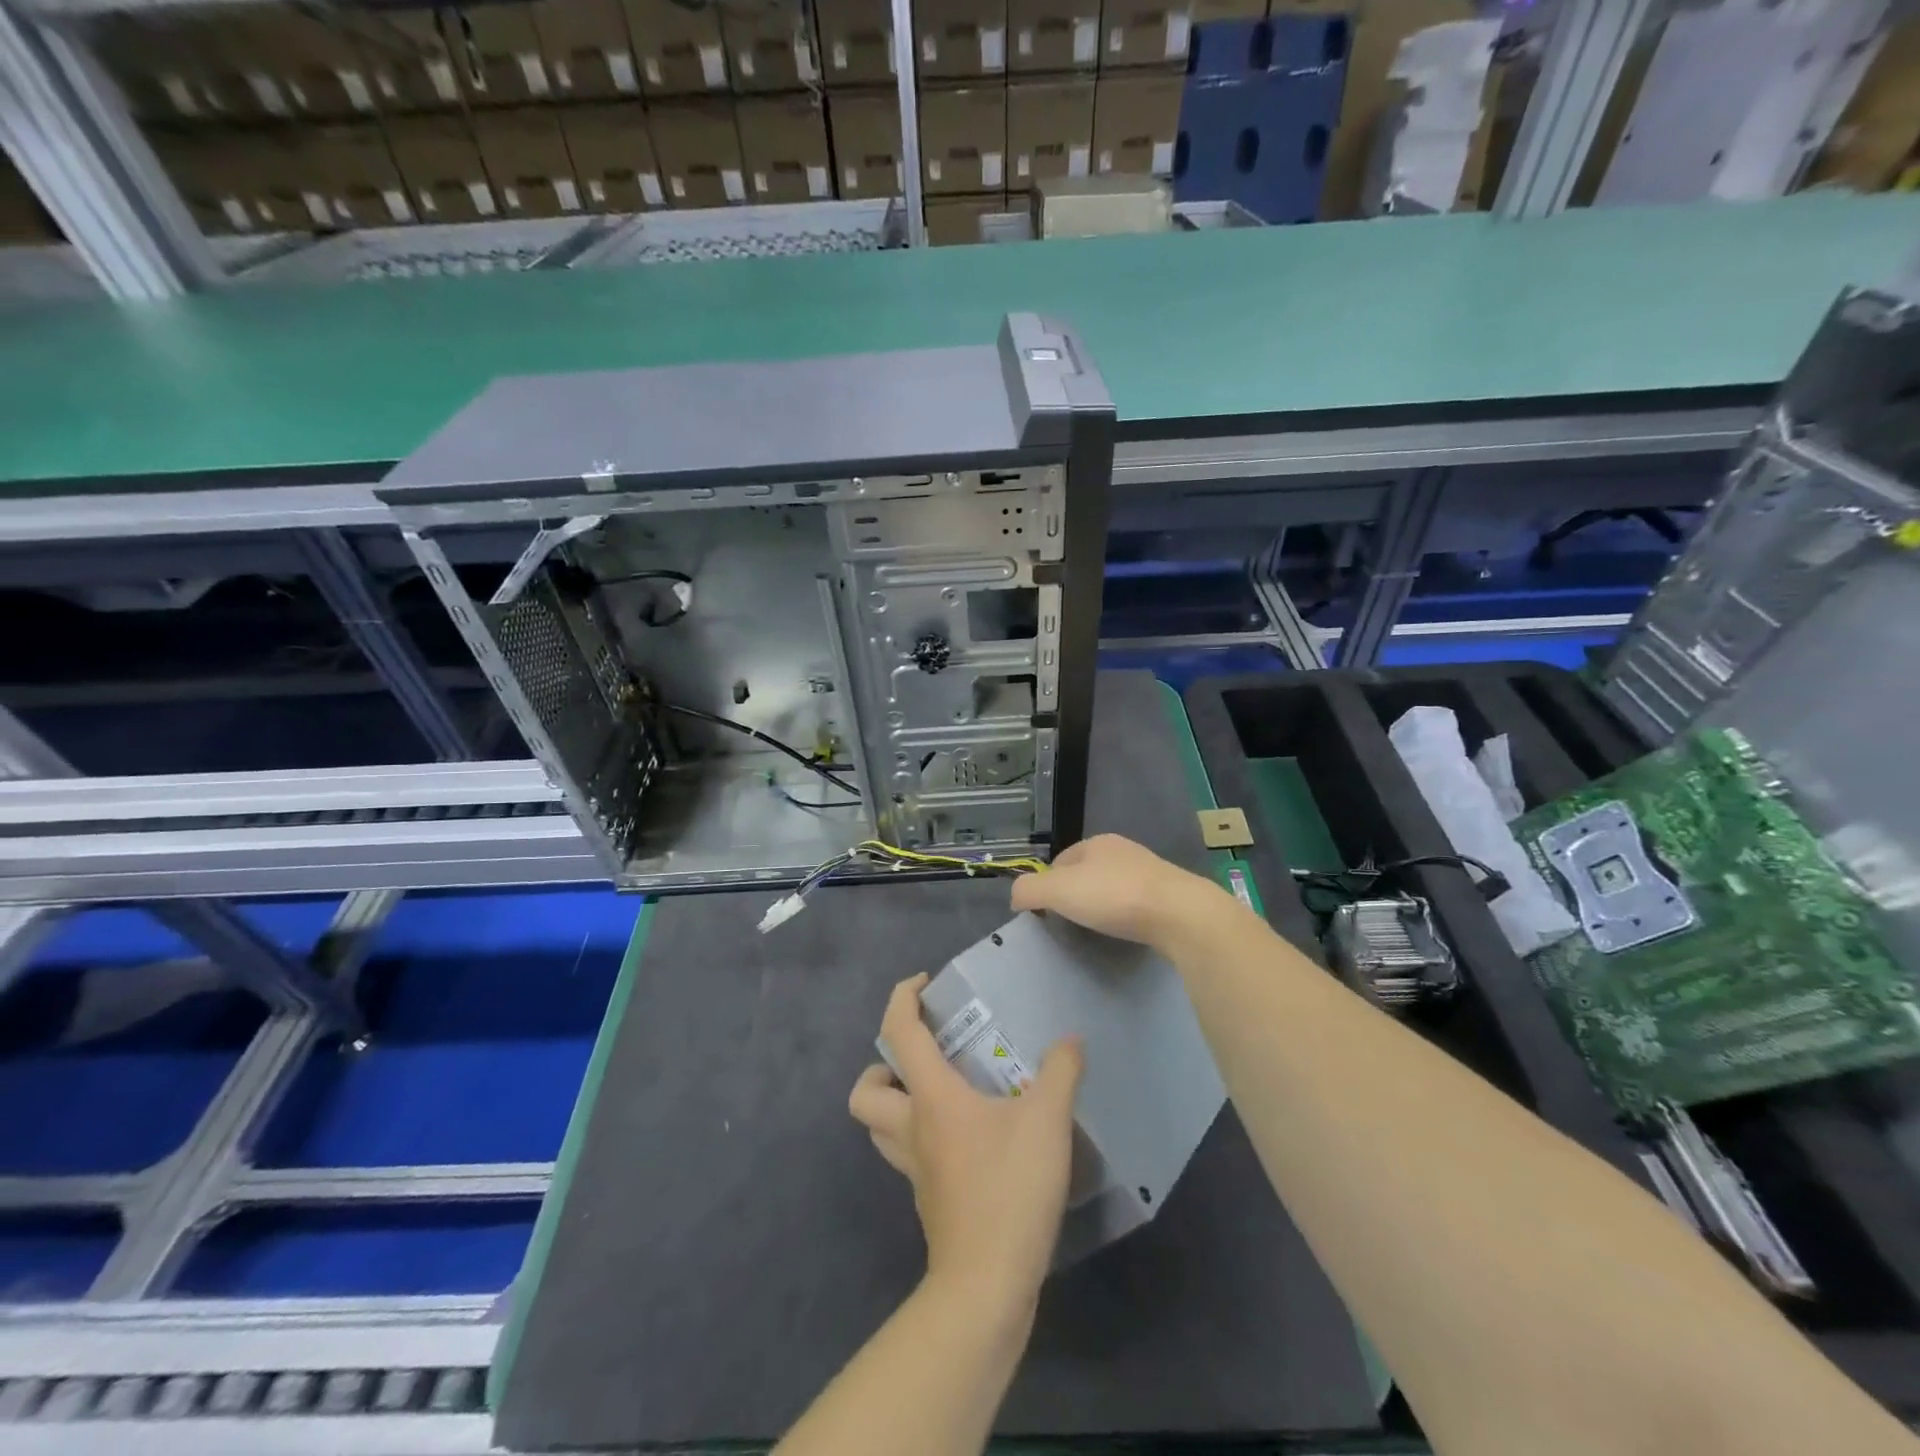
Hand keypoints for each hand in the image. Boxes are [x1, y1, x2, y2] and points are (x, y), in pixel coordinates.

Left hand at [849, 974, 1083, 1312]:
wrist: (988, 1284)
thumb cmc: (1009, 1188)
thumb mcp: (1047, 1121)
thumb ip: (1060, 1072)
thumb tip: (1070, 1040)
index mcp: (930, 1098)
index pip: (898, 1033)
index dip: (902, 999)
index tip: (922, 983)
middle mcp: (911, 1129)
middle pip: (864, 1093)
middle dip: (881, 1067)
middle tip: (922, 1058)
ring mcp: (915, 1170)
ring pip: (879, 1128)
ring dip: (894, 1104)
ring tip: (938, 1093)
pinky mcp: (929, 1200)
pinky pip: (910, 1157)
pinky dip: (923, 1139)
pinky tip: (966, 1140)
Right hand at [1011, 833, 1220, 946]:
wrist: (1180, 914)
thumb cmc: (1114, 896)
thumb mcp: (1058, 891)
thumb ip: (1029, 890)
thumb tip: (1015, 897)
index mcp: (1096, 842)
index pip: (1060, 860)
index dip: (1048, 884)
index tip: (1046, 912)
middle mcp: (1123, 851)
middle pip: (1087, 873)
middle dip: (1076, 895)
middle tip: (1069, 923)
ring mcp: (1150, 872)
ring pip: (1113, 888)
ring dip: (1102, 905)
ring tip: (1096, 930)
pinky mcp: (1169, 896)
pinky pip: (1136, 904)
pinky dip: (1125, 916)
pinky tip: (1125, 931)